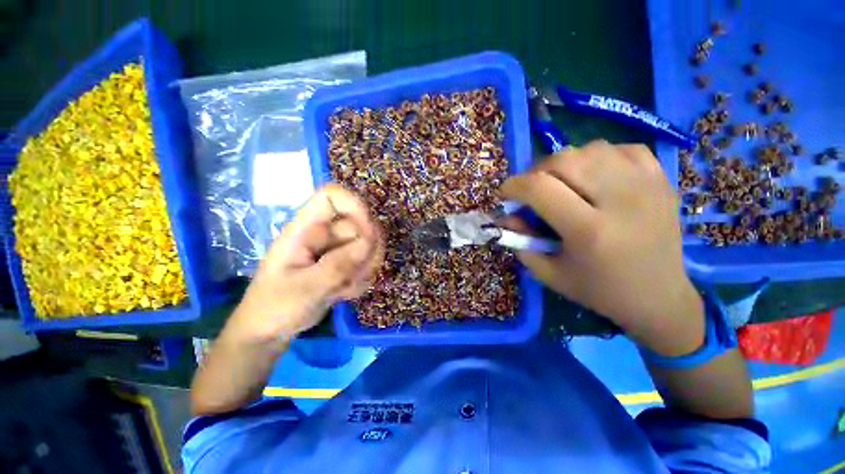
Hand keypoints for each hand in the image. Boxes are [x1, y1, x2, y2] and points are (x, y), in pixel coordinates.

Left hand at [230, 184, 383, 342]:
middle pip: (360, 225)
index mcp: (304, 229)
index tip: (368, 234)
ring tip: (343, 289)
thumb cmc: (274, 307)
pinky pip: (366, 263)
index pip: (332, 196)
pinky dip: (361, 280)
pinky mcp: (343, 263)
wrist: (270, 331)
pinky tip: (344, 293)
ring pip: (368, 245)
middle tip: (352, 276)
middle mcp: (323, 233)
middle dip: (365, 252)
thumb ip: (337, 265)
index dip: (355, 207)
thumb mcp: (304, 289)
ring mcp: (335, 248)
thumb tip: (369, 242)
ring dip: (364, 269)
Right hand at [500, 140, 703, 355]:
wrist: (660, 297)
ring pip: (591, 149)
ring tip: (561, 183)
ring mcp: (647, 185)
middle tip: (532, 189)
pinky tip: (595, 176)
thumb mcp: (548, 272)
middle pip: (564, 160)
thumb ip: (520, 241)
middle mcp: (621, 200)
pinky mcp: (662, 180)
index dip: (513, 186)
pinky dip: (598, 157)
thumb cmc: (598, 290)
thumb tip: (507, 215)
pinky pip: (621, 149)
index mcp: (589, 231)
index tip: (505, 194)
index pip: (539, 188)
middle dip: (536, 171)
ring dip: (565, 163)